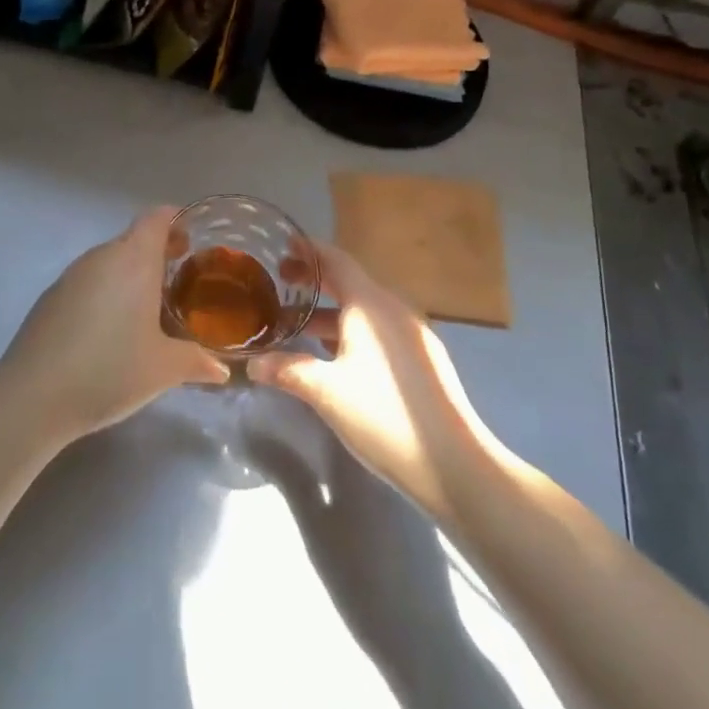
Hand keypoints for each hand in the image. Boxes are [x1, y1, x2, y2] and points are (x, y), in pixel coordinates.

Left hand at [0, 207, 228, 440]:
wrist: (34, 395)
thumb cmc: (110, 370)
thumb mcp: (163, 369)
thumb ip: (195, 361)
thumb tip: (221, 368)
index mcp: (133, 260)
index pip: (157, 218)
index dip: (176, 222)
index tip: (191, 241)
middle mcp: (102, 257)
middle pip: (134, 239)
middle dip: (158, 253)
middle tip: (180, 279)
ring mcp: (72, 275)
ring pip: (110, 261)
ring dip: (130, 274)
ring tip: (149, 308)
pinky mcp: (51, 297)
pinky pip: (89, 281)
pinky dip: (106, 291)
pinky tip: (111, 329)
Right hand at [247, 243, 493, 515]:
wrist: (455, 465)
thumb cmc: (385, 416)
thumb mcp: (326, 392)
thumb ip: (288, 370)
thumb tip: (253, 363)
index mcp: (370, 305)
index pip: (336, 260)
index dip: (309, 250)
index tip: (283, 243)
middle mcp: (393, 309)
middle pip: (350, 282)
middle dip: (315, 280)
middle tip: (280, 282)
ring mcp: (412, 334)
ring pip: (364, 309)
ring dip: (330, 311)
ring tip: (298, 325)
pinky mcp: (422, 359)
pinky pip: (378, 329)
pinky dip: (350, 329)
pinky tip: (334, 354)